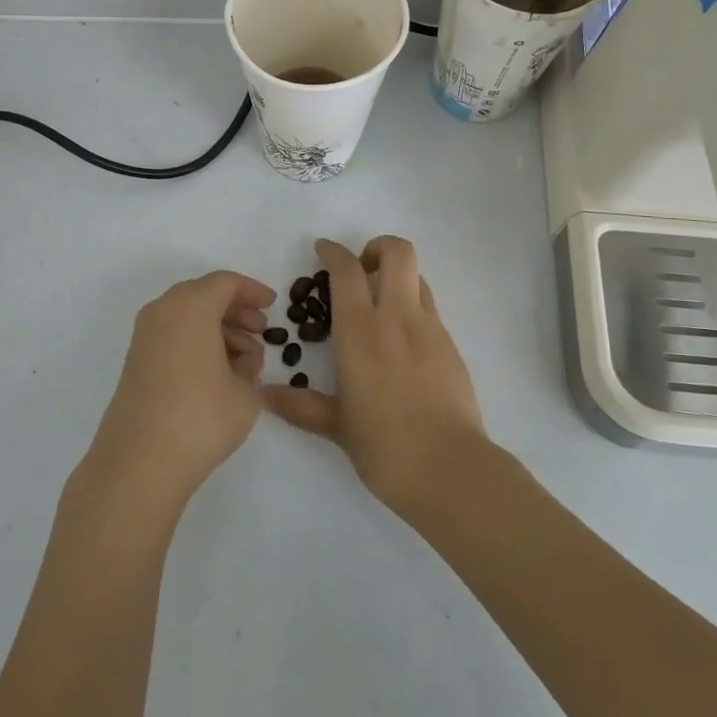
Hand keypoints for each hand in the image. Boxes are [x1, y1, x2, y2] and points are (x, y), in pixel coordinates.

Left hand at [83, 271, 276, 513]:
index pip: (225, 283)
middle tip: (261, 330)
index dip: (252, 291)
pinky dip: (197, 343)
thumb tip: (242, 359)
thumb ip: (249, 366)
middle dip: (235, 309)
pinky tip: (218, 374)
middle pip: (203, 295)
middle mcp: (162, 312)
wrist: (139, 463)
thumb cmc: (200, 417)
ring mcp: (144, 338)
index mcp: (191, 307)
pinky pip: (173, 336)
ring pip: (187, 317)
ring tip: (245, 361)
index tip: (272, 305)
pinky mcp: (136, 363)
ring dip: (218, 329)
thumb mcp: (244, 391)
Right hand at [261, 236, 484, 512]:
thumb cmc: (384, 446)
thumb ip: (301, 406)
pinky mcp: (451, 346)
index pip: (347, 271)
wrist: (450, 469)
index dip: (333, 252)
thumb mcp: (337, 426)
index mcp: (361, 332)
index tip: (323, 250)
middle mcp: (397, 318)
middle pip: (397, 252)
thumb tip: (265, 396)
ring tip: (380, 306)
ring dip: (396, 278)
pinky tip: (400, 343)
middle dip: (377, 248)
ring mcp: (430, 329)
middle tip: (360, 271)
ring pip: (417, 277)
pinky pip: (429, 309)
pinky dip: (412, 308)